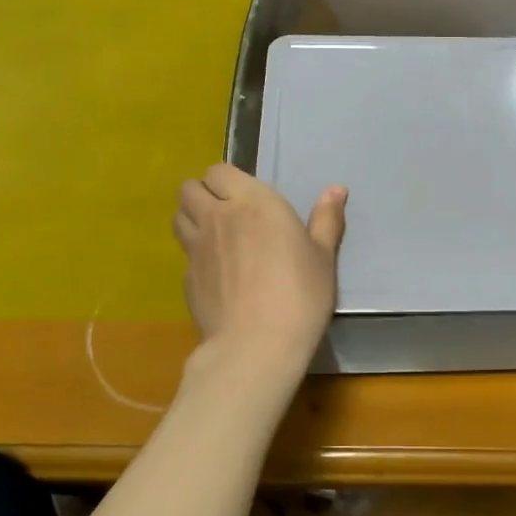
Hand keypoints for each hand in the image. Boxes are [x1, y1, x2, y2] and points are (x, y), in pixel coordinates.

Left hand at [173, 164, 347, 364]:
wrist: (257, 344)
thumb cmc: (299, 293)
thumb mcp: (323, 256)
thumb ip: (326, 219)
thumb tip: (337, 189)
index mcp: (252, 202)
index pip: (219, 171)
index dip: (228, 181)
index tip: (246, 197)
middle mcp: (217, 217)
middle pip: (189, 189)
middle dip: (202, 194)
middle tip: (226, 212)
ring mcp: (196, 249)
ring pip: (178, 218)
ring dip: (191, 219)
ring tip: (214, 237)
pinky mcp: (186, 279)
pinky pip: (184, 256)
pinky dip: (195, 258)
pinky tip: (216, 275)